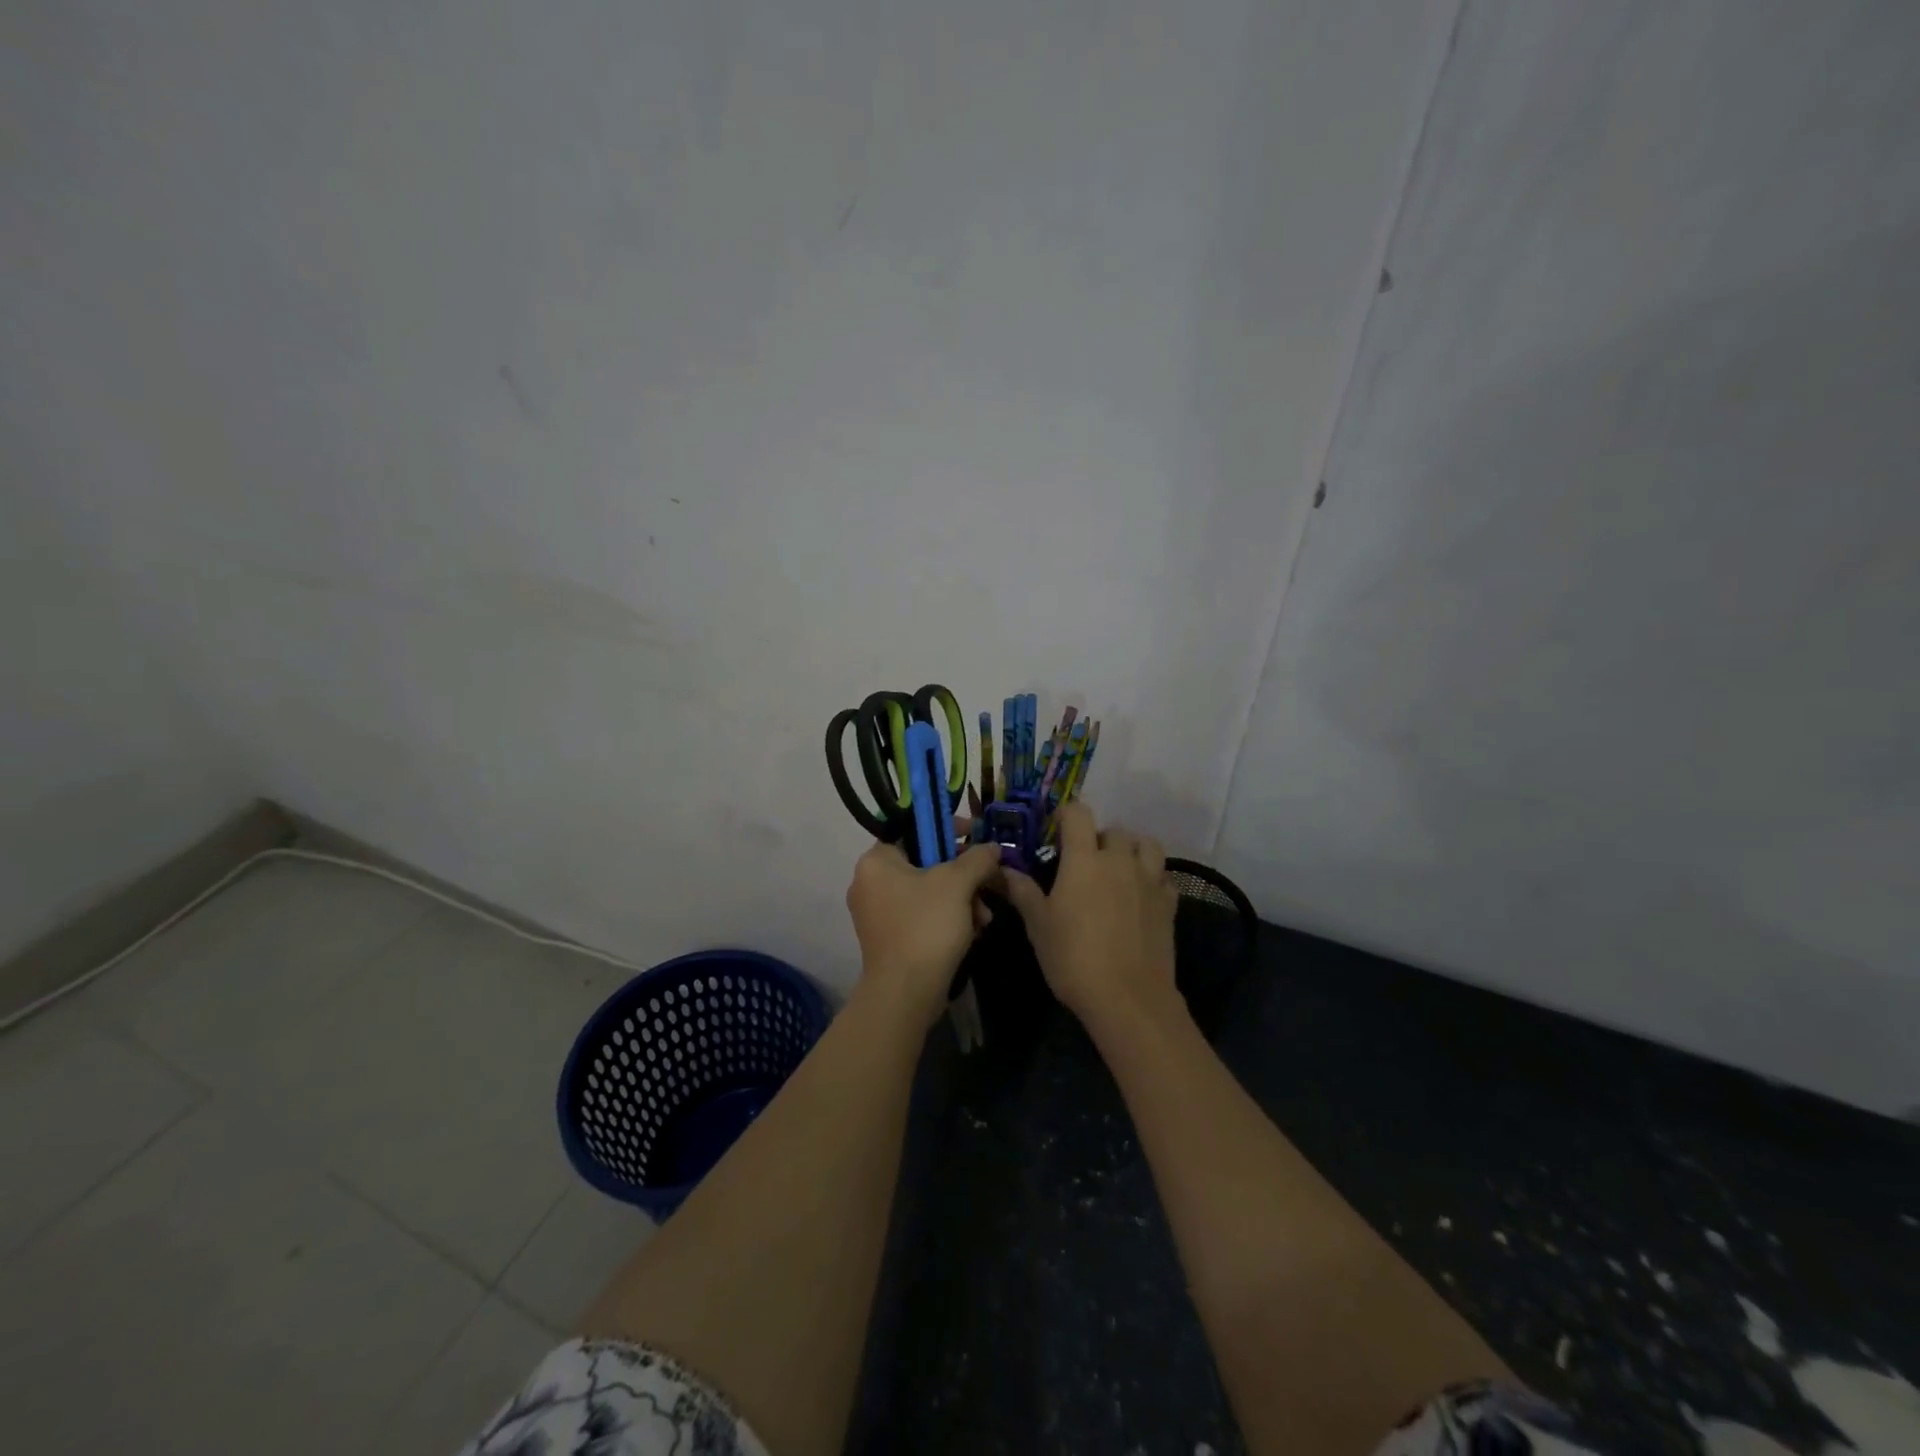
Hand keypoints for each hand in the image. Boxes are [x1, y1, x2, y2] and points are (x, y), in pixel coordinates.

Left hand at [845, 838, 1002, 1026]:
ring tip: (984, 916)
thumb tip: (992, 847)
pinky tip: (973, 931)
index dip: (947, 829)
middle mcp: (869, 882)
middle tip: (987, 881)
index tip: (976, 835)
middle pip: (924, 862)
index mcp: (876, 861)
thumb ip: (977, 858)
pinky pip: (921, 914)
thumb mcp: (957, 883)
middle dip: (962, 874)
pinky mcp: (888, 938)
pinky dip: (947, 918)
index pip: (913, 829)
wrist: (906, 993)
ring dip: (961, 899)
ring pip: (927, 891)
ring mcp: (876, 913)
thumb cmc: (926, 926)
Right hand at [1001, 803, 1179, 1028]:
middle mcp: (1119, 860)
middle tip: (1084, 862)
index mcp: (1084, 860)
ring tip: (1118, 870)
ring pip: (1147, 845)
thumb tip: (1006, 870)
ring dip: (1132, 850)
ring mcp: (1149, 880)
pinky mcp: (1169, 903)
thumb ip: (1024, 892)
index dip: (1066, 815)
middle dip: (1098, 838)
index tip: (1055, 831)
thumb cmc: (1074, 958)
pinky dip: (1152, 878)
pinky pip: (1163, 876)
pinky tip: (1140, 896)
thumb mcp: (1039, 926)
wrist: (1128, 998)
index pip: (1078, 814)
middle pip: (1114, 830)